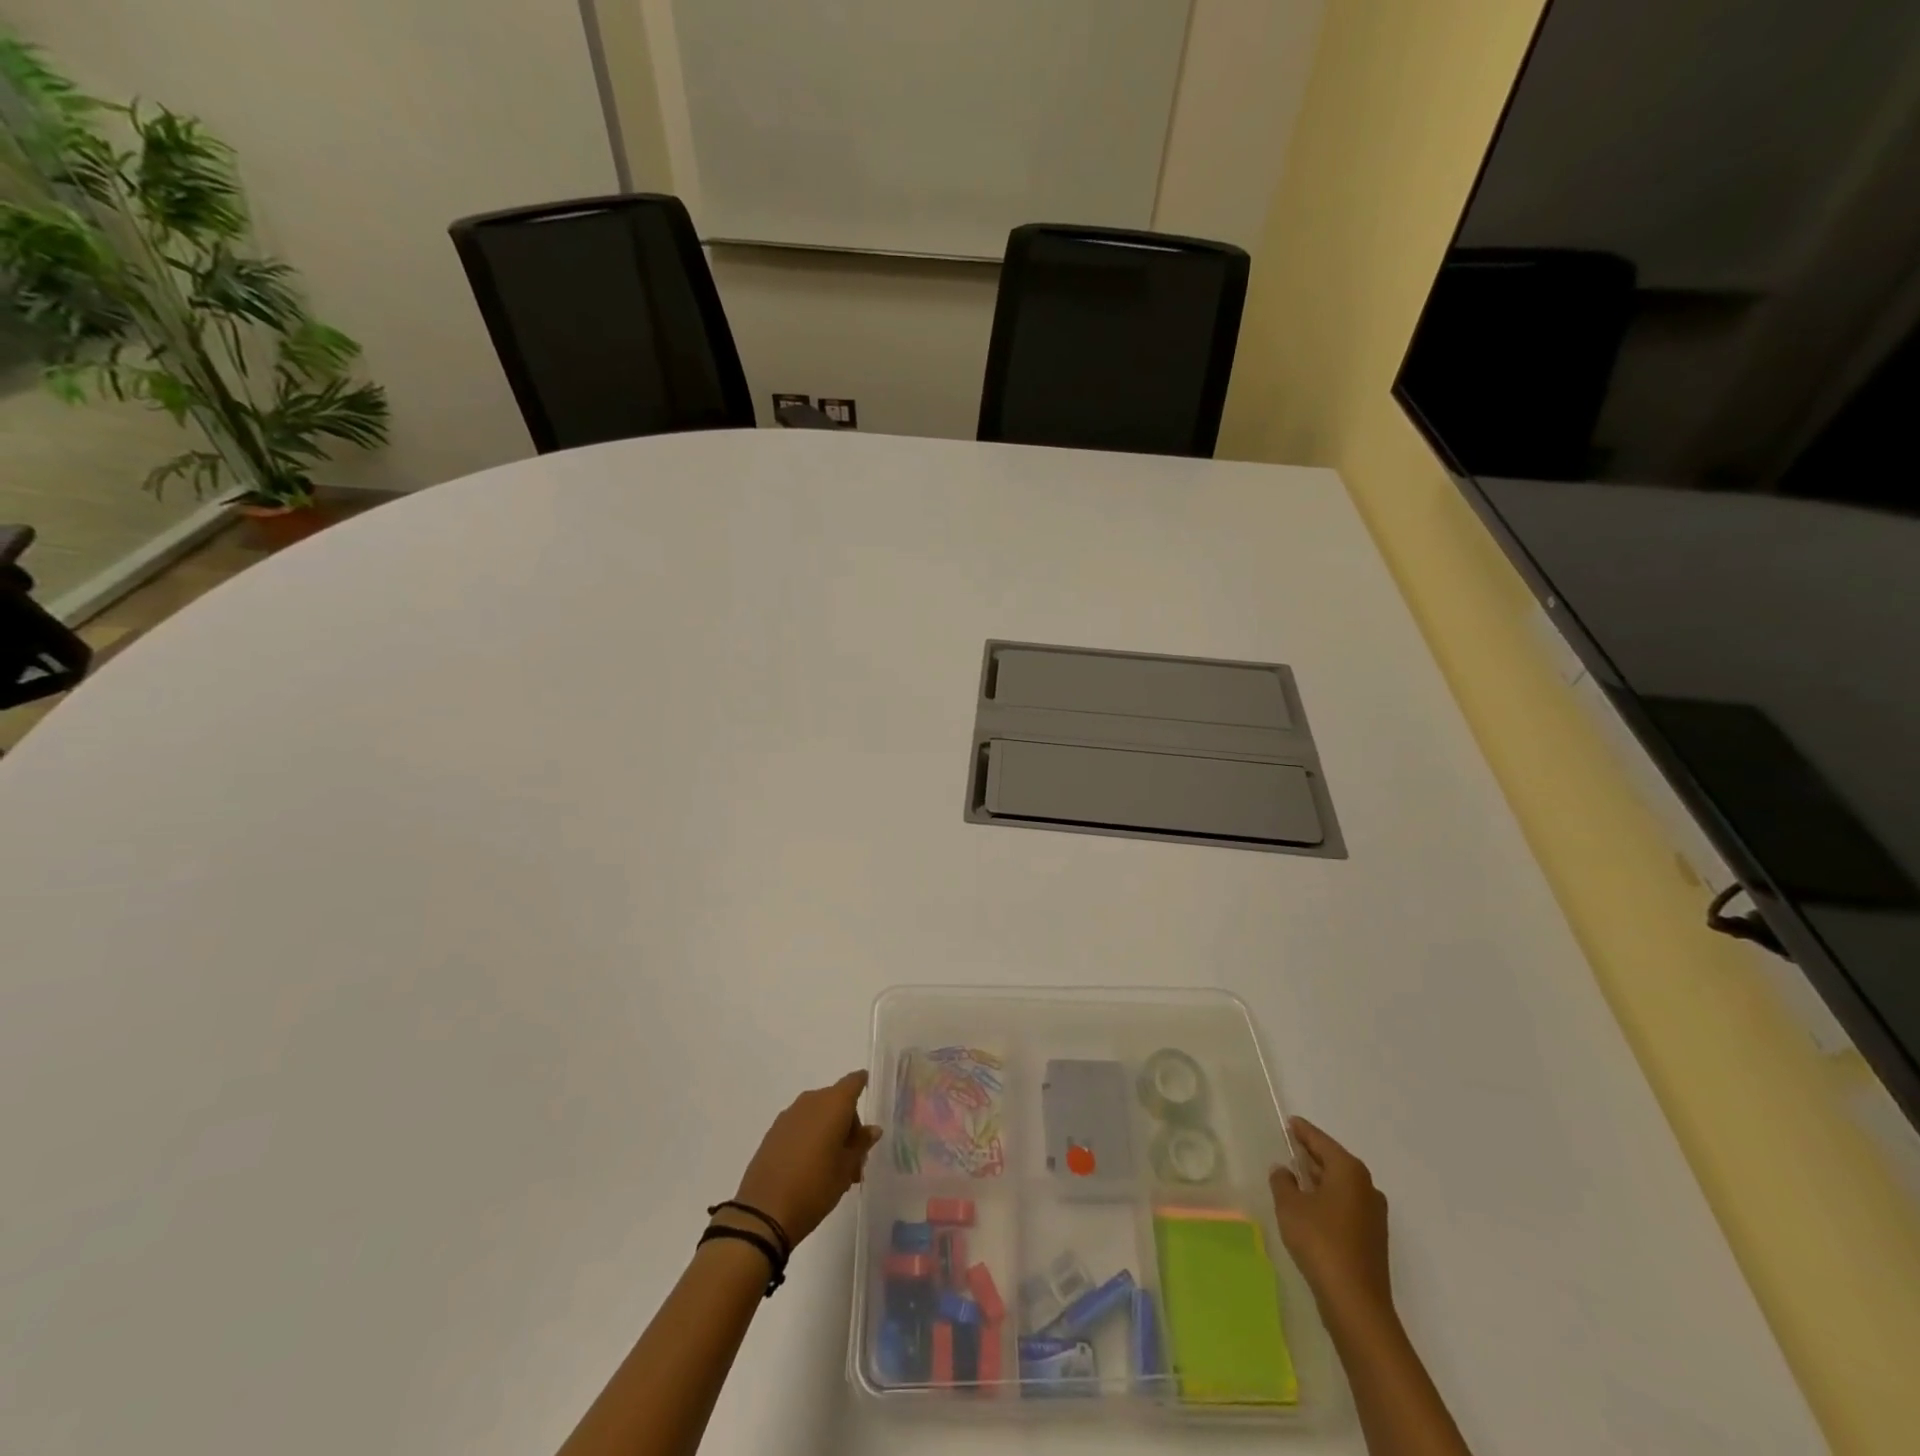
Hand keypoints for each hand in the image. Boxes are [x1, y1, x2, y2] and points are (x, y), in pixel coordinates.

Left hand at [730, 1071, 882, 1247]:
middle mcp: (811, 1101)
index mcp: (833, 1104)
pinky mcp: (773, 1133)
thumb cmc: (815, 1186)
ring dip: (829, 1134)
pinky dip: (811, 1139)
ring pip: (818, 1116)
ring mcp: (789, 1116)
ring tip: (834, 1170)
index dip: (862, 1084)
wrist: (764, 1212)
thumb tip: (873, 1129)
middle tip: (855, 1160)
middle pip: (836, 1102)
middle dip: (848, 1126)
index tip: (868, 1094)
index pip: (853, 1082)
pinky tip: (812, 1168)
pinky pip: (801, 1126)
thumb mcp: (846, 1168)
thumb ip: (861, 1144)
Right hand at [1269, 1116, 1394, 1329]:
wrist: (1356, 1303)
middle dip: (1312, 1155)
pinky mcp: (1372, 1238)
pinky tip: (1311, 1208)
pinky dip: (1328, 1200)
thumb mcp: (1290, 1206)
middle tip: (1290, 1147)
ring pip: (1341, 1185)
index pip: (1321, 1141)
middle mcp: (1366, 1187)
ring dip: (1320, 1180)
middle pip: (1334, 1161)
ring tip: (1296, 1177)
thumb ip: (1282, 1182)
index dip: (1303, 1131)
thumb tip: (1284, 1171)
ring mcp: (1373, 1214)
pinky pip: (1346, 1205)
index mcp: (1349, 1171)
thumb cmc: (1320, 1242)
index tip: (1290, 1122)